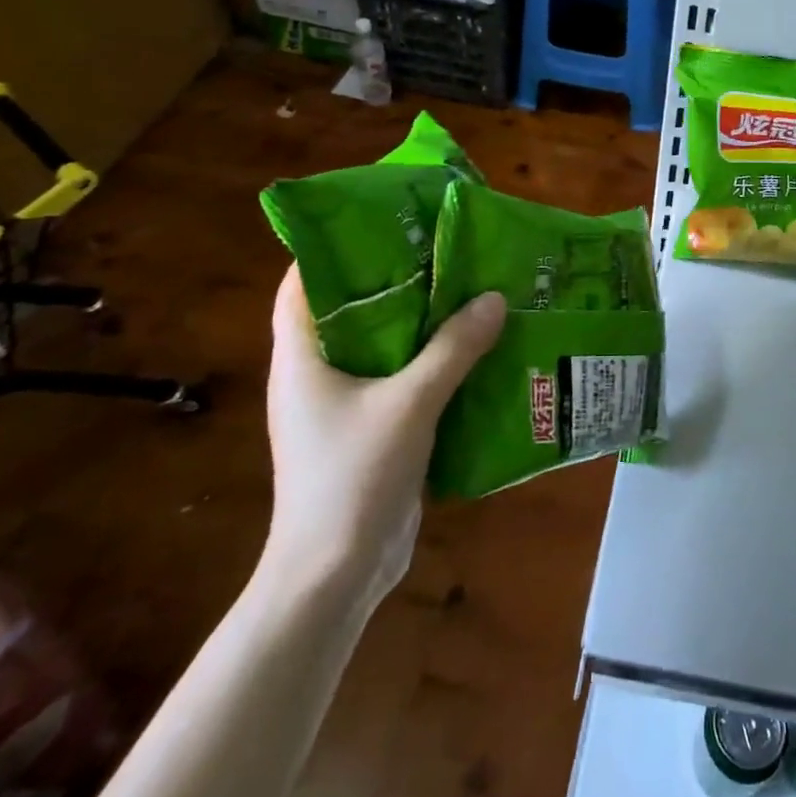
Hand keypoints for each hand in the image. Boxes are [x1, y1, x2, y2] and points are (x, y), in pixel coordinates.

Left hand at [262, 265, 505, 610]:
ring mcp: (343, 404)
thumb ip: (453, 349)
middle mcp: (316, 373)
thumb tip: (493, 298)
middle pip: (351, 308)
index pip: (302, 281)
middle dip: (396, 278)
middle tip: (446, 250)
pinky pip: (401, 379)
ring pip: (381, 345)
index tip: (387, 220)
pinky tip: (473, 349)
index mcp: (302, 356)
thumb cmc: (353, 478)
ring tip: (468, 290)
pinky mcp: (370, 429)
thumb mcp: (409, 404)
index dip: (337, 245)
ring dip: (420, 322)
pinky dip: (431, 361)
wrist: (335, 576)